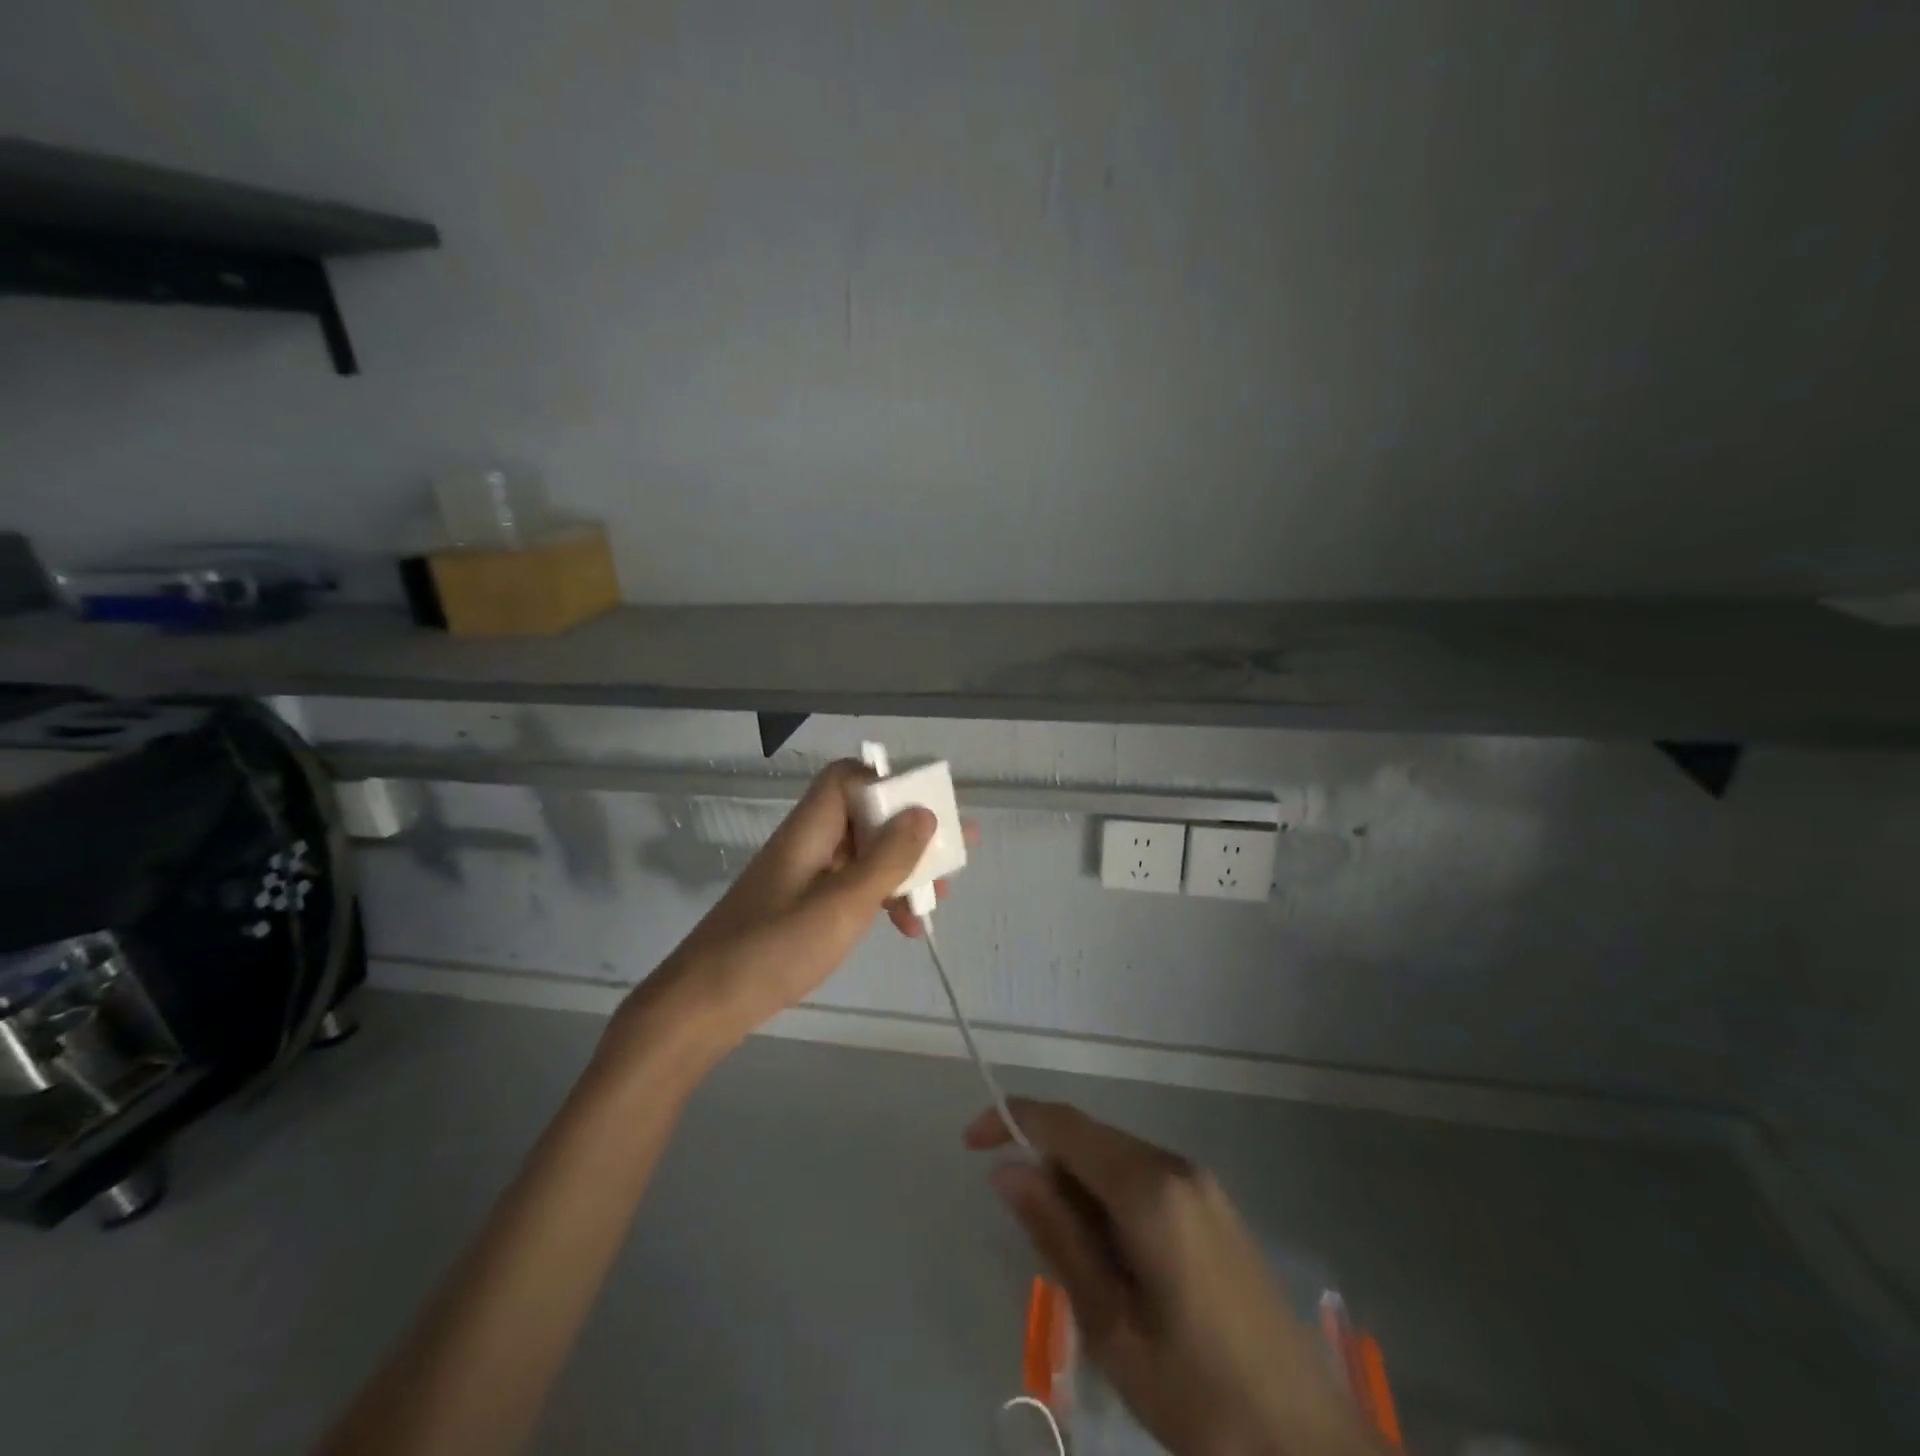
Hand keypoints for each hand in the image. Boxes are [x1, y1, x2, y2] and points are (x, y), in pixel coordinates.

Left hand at [607, 760, 936, 1064]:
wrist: (703, 1006)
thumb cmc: (774, 949)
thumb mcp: (842, 905)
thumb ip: (886, 859)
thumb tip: (924, 813)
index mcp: (810, 828)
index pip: (848, 777)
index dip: (889, 784)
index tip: (927, 813)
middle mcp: (808, 842)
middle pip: (865, 815)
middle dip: (911, 833)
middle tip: (953, 856)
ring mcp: (804, 875)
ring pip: (863, 853)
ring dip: (902, 871)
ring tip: (937, 900)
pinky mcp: (802, 905)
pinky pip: (851, 884)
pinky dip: (880, 897)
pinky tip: (903, 926)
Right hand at [969, 1100, 1379, 1455]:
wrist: (1310, 1445)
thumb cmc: (1200, 1397)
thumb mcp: (1112, 1325)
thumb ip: (1058, 1236)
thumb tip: (1008, 1170)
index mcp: (1149, 1188)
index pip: (1064, 1125)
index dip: (1012, 1120)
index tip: (971, 1144)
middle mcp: (1176, 1165)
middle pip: (1090, 1137)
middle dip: (1044, 1161)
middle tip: (1022, 1228)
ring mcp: (1201, 1183)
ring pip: (1115, 1158)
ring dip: (1077, 1186)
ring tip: (1070, 1261)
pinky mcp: (1213, 1206)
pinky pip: (1142, 1178)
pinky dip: (1109, 1199)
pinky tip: (1112, 1259)